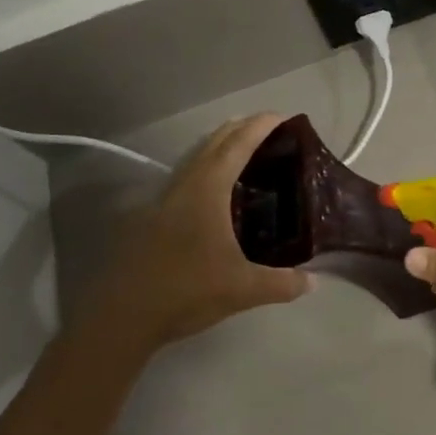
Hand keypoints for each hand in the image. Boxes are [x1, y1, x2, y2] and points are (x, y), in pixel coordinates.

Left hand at [93, 114, 311, 346]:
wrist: (122, 318)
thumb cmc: (186, 291)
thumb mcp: (243, 289)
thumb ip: (282, 283)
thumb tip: (313, 282)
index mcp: (207, 191)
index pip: (237, 145)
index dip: (260, 126)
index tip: (283, 116)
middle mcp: (183, 186)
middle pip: (213, 142)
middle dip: (240, 129)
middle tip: (268, 130)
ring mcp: (162, 201)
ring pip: (194, 159)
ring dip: (219, 148)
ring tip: (243, 153)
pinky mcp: (150, 219)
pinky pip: (184, 180)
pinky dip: (205, 171)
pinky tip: (214, 195)